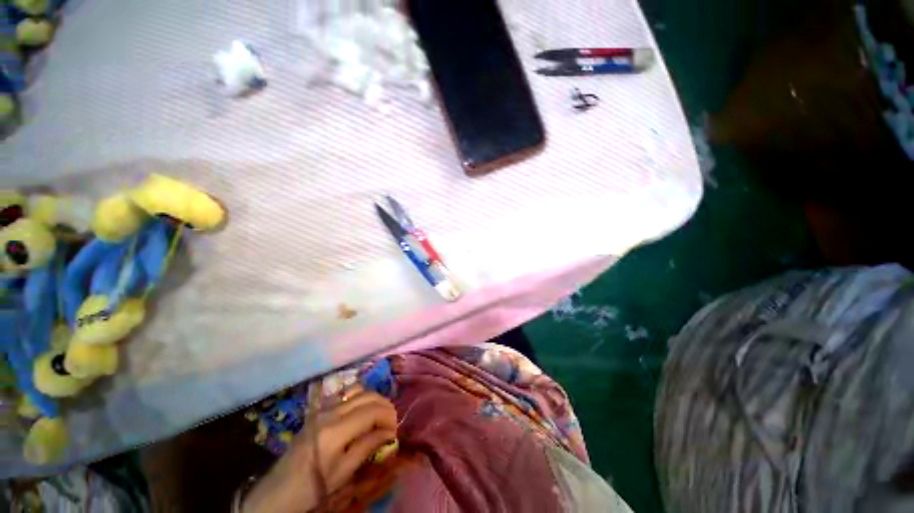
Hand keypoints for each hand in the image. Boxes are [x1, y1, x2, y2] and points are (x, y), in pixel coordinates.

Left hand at [242, 388, 397, 512]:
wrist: (278, 491)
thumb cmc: (312, 488)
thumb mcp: (342, 474)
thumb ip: (367, 447)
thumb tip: (390, 433)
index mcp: (336, 430)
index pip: (373, 410)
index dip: (389, 417)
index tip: (393, 433)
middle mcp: (331, 412)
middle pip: (369, 395)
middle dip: (385, 406)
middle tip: (389, 425)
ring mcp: (323, 408)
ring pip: (359, 390)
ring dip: (374, 400)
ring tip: (378, 417)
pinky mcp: (319, 409)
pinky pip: (346, 394)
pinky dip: (360, 398)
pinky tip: (361, 413)